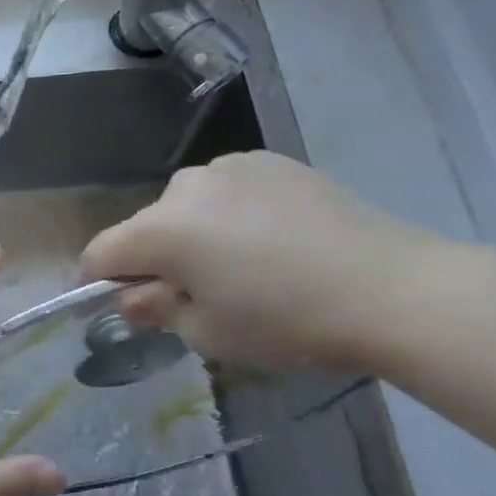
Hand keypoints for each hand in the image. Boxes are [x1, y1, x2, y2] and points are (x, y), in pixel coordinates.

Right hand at [82, 151, 459, 373]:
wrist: (396, 289)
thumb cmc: (290, 322)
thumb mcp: (212, 334)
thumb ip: (158, 311)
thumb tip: (132, 298)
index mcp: (163, 229)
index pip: (103, 252)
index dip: (99, 281)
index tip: (122, 304)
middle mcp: (186, 186)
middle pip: (149, 226)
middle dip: (158, 259)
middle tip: (200, 296)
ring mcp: (232, 166)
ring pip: (191, 206)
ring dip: (198, 233)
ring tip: (248, 266)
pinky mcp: (272, 161)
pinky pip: (231, 190)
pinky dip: (235, 214)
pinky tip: (278, 241)